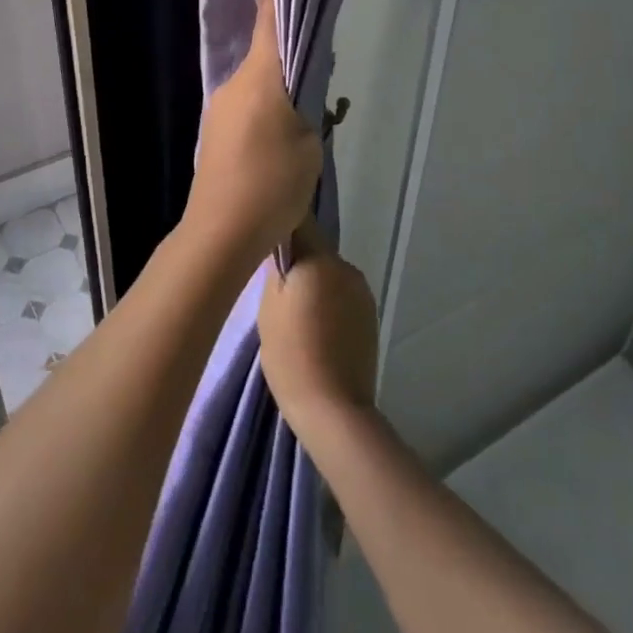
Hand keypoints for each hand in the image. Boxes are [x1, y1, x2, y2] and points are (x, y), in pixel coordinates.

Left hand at [181, 0, 321, 266]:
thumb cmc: (273, 184)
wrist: (221, 232)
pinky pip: (244, 108)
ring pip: (254, 86)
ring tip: (303, 117)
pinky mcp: (213, 135)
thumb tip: (300, 90)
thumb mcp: (309, 144)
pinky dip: (263, 111)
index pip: (268, 26)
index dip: (278, 4)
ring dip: (276, 90)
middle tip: (319, 76)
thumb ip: (308, 108)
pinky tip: (278, 139)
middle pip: (263, 58)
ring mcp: (218, 110)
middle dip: (288, 59)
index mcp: (258, 79)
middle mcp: (233, 86)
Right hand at [258, 217, 377, 446]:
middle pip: (314, 250)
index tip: (262, 237)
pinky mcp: (370, 317)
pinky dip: (327, 303)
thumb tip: (278, 244)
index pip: (298, 223)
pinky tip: (315, 330)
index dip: (279, 225)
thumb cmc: (291, 353)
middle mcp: (346, 267)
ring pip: (328, 274)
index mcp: (321, 259)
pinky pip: (341, 295)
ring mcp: (363, 293)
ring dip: (313, 283)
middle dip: (296, 261)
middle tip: (273, 288)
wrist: (333, 409)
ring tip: (294, 314)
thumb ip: (275, 268)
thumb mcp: (268, 306)